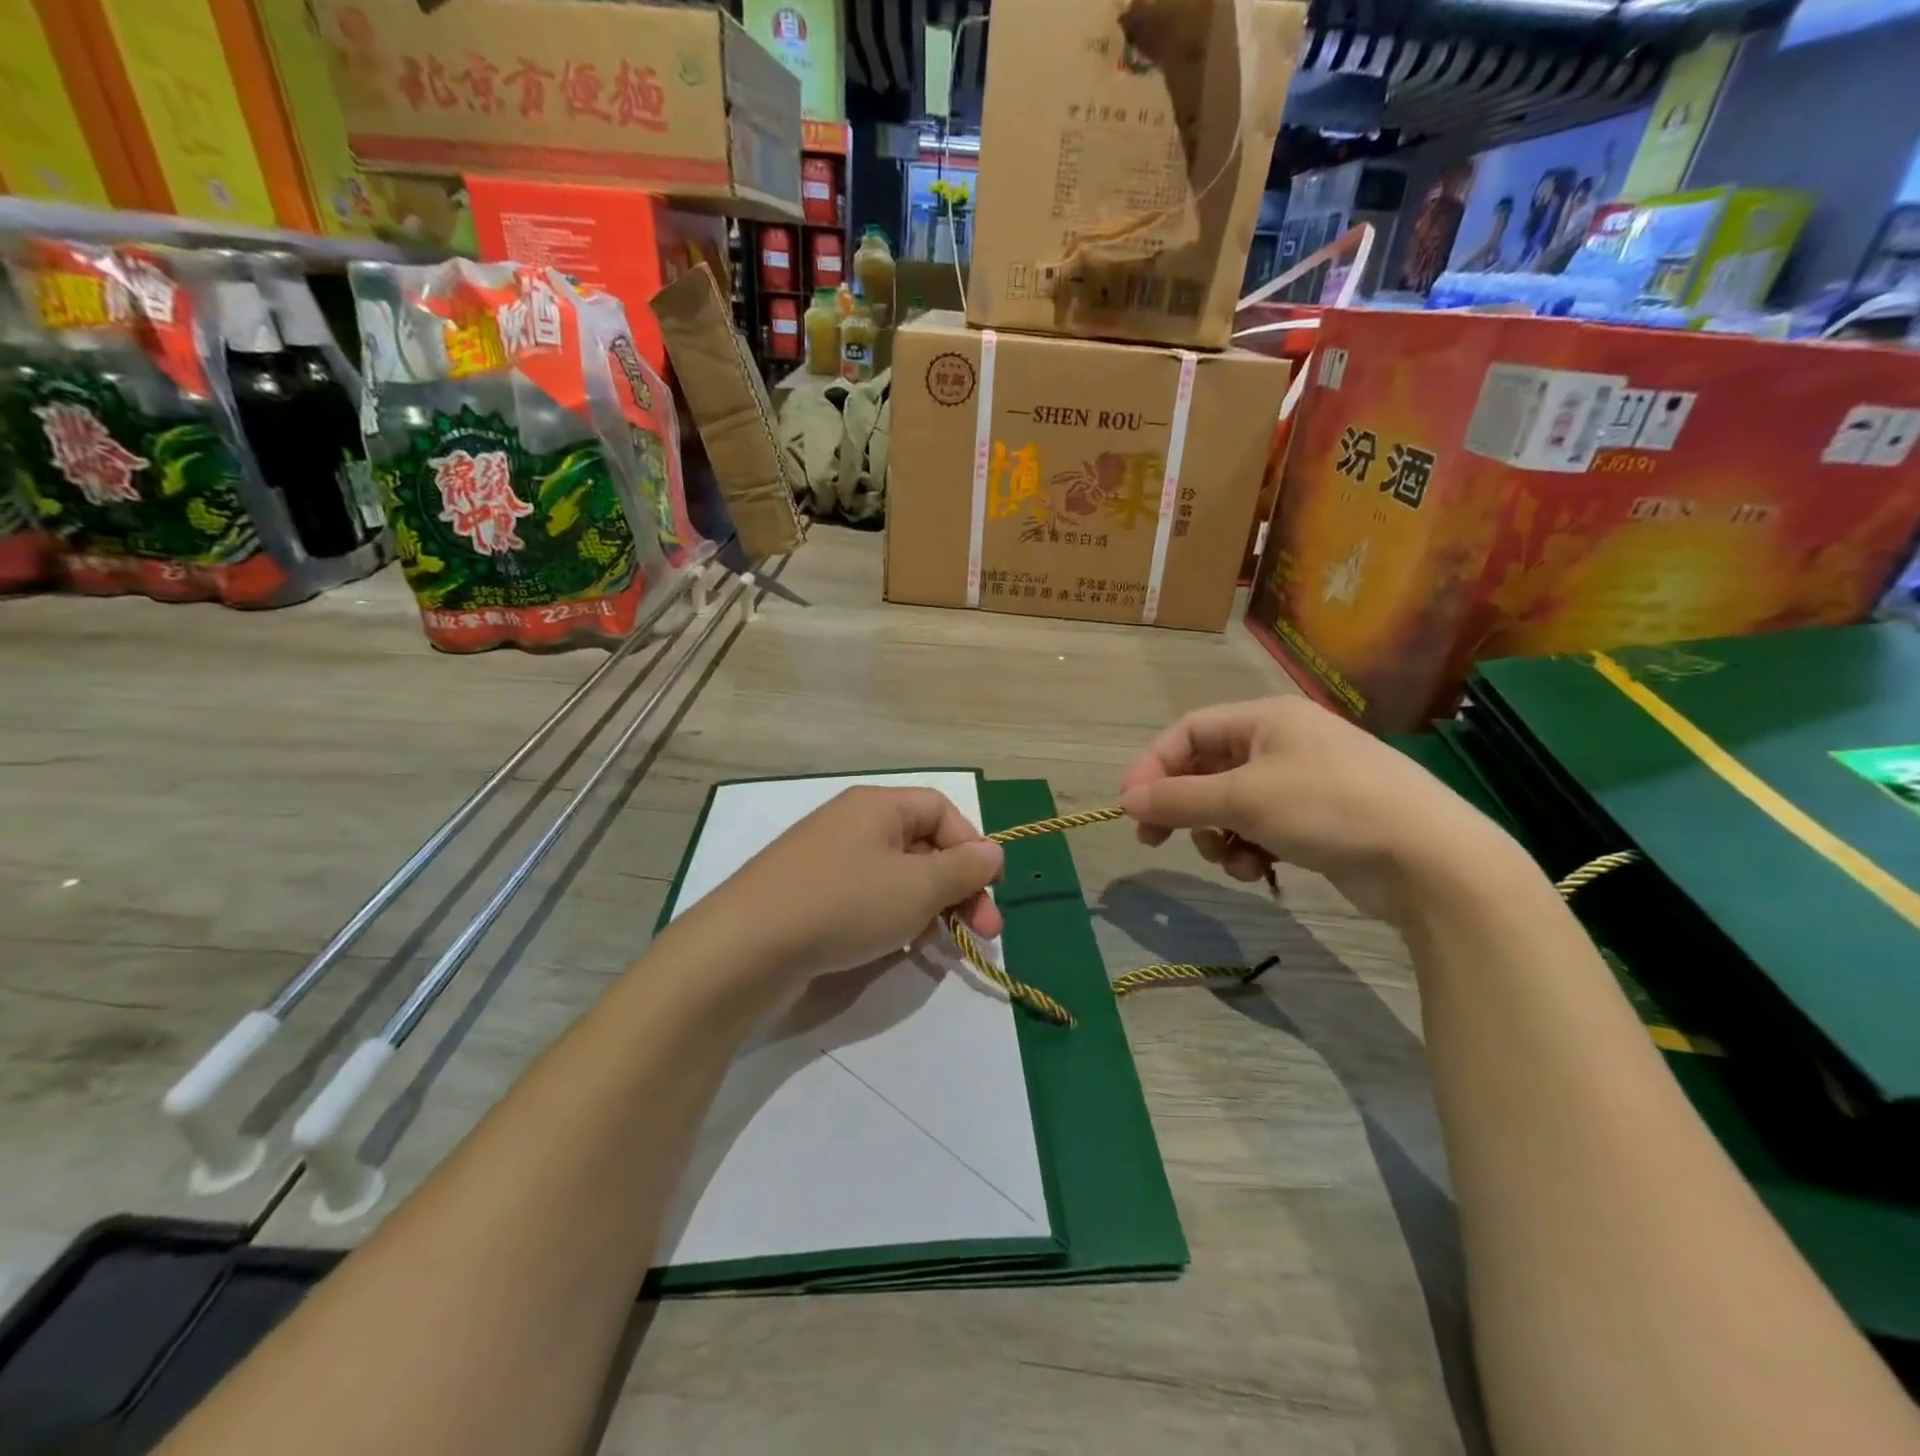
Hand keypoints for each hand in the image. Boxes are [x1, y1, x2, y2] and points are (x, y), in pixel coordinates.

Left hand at [690, 786, 1004, 985]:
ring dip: (927, 906)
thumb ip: (964, 869)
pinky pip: (865, 896)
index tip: (989, 891)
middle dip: (957, 887)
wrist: (746, 947)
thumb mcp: (917, 887)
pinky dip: (890, 917)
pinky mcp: (808, 893)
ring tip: (936, 944)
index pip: (943, 810)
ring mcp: (826, 858)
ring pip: (896, 875)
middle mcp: (852, 822)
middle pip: (922, 844)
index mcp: (879, 806)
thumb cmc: (844, 904)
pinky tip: (895, 946)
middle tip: (983, 931)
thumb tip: (993, 852)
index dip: (973, 847)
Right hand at [1118, 696, 1501, 922]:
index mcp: (1265, 718)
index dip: (1153, 766)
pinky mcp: (1316, 820)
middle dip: (1184, 807)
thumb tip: (1126, 799)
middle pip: (1207, 769)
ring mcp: (1301, 782)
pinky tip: (1258, 870)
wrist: (1430, 860)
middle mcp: (1281, 742)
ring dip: (1217, 834)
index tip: (1129, 806)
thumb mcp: (1243, 799)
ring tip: (1230, 858)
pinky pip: (1260, 828)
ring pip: (1230, 804)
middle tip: (1155, 839)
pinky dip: (1249, 848)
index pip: (1188, 732)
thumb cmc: (1328, 807)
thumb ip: (1178, 799)